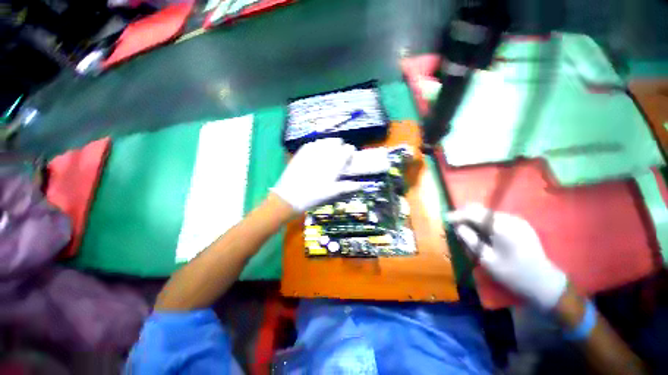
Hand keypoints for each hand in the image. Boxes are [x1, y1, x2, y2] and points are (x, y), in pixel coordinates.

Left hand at [272, 138, 363, 211]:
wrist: (290, 196)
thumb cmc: (314, 196)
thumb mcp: (332, 192)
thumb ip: (347, 186)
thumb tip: (361, 185)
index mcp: (334, 163)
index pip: (347, 149)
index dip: (350, 151)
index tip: (349, 156)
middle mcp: (324, 154)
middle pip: (337, 141)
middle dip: (339, 146)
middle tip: (337, 156)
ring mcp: (311, 151)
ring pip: (325, 140)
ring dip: (329, 145)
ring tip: (327, 154)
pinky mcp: (301, 151)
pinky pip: (313, 143)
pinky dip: (317, 146)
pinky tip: (316, 153)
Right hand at [447, 204, 567, 309]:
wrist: (545, 284)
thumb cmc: (514, 275)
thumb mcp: (487, 260)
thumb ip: (470, 240)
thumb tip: (458, 227)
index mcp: (503, 227)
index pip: (474, 213)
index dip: (458, 215)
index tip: (446, 219)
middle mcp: (511, 219)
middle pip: (481, 210)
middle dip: (465, 215)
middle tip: (454, 224)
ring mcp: (517, 221)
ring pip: (488, 214)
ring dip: (474, 219)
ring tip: (466, 230)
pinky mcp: (520, 225)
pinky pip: (496, 219)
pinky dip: (484, 223)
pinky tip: (481, 232)